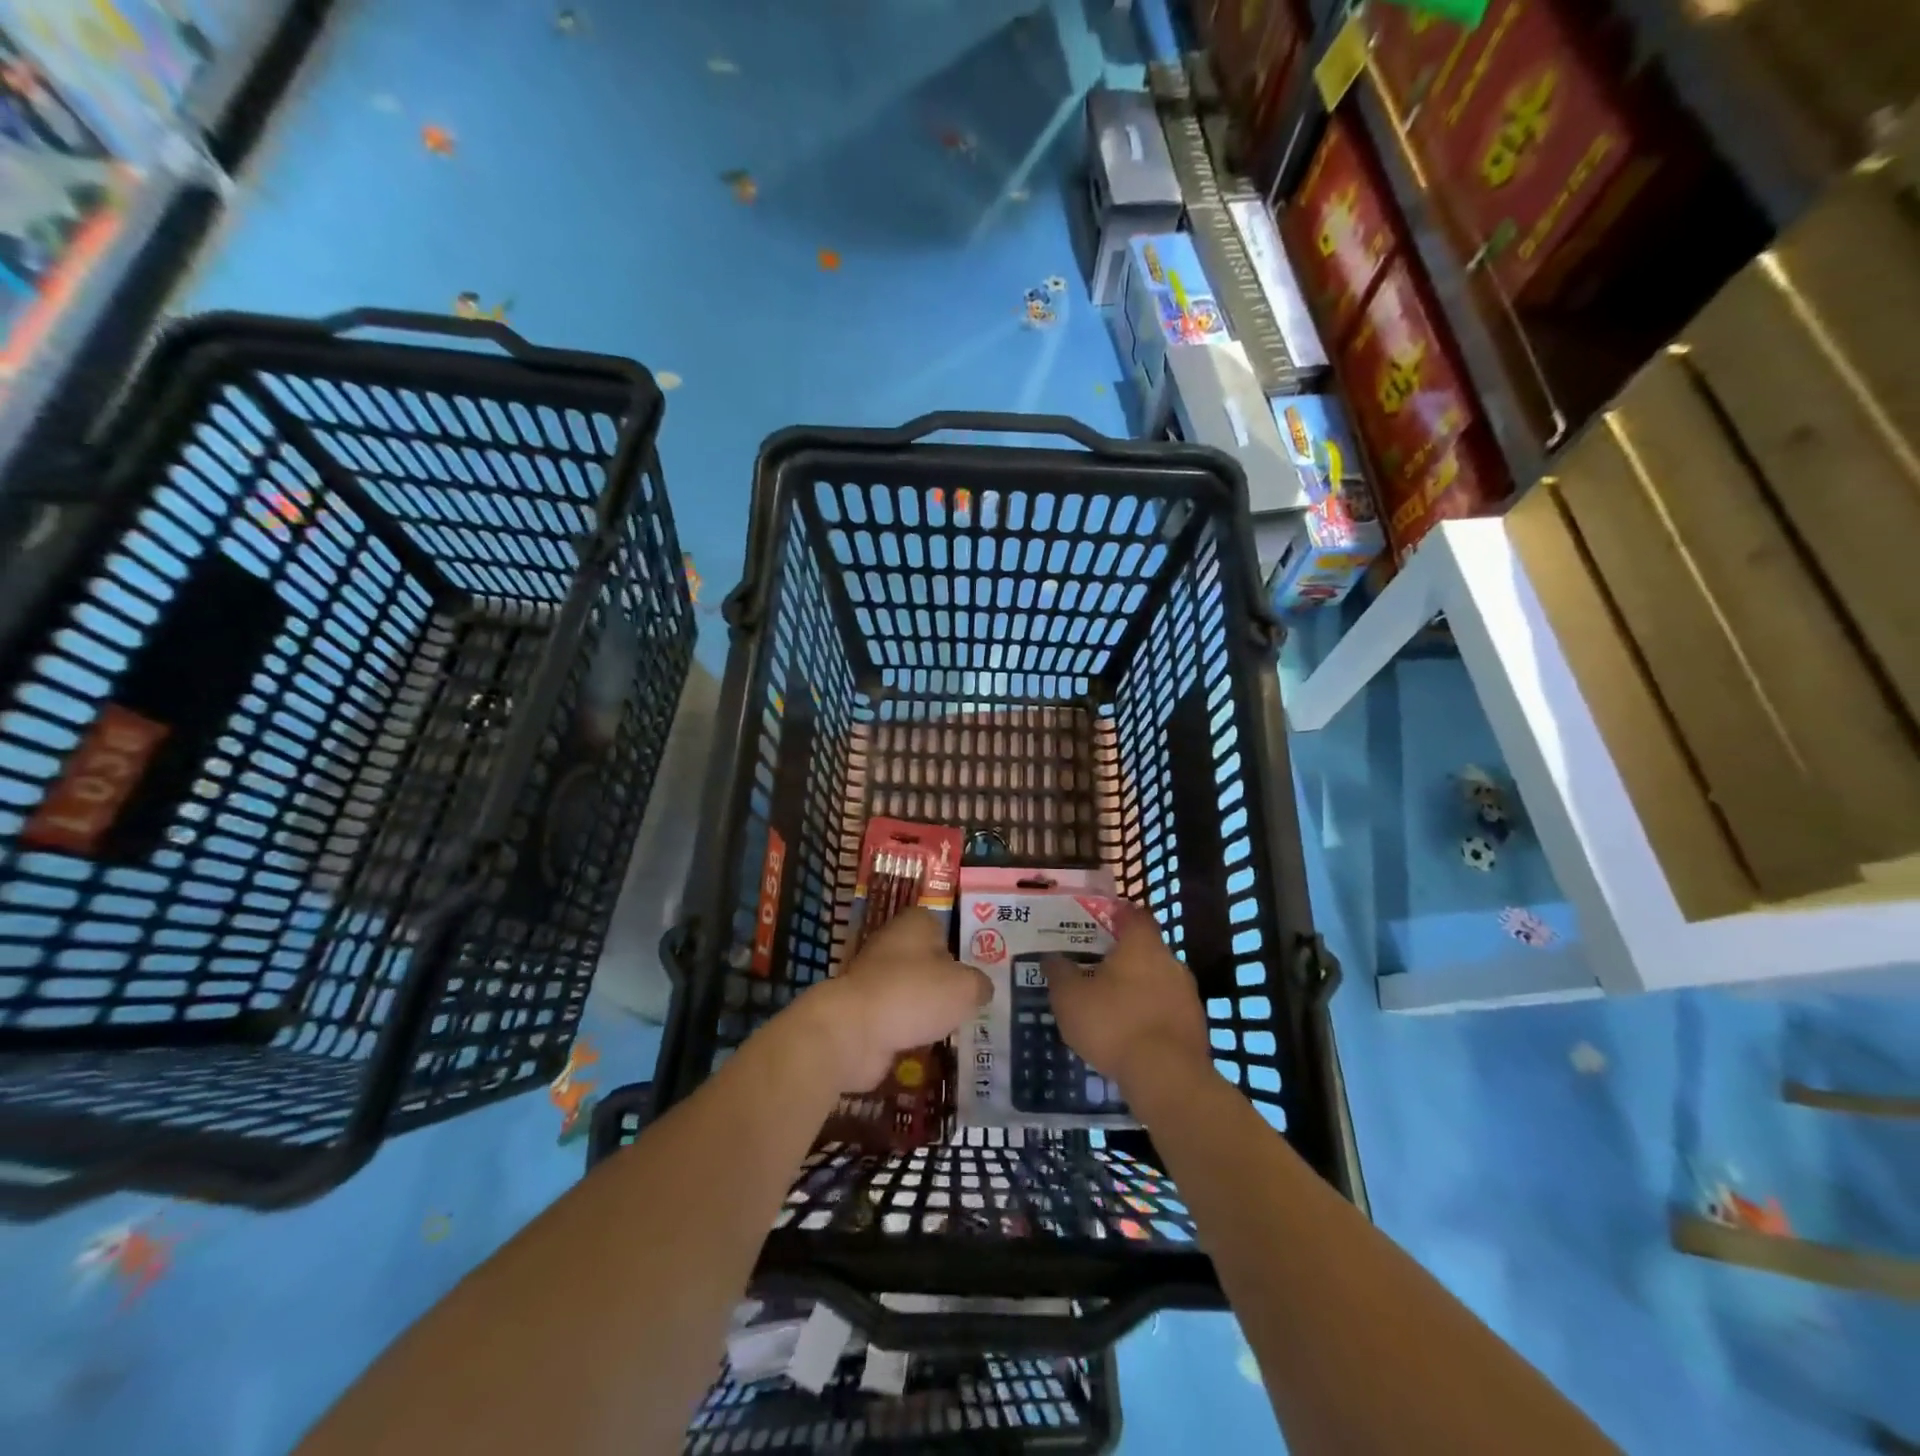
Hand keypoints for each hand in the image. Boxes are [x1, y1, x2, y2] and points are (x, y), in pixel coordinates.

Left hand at [801, 908, 990, 1093]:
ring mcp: (874, 977)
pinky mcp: (864, 1010)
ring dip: (927, 1008)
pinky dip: (909, 1030)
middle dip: (944, 980)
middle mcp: (892, 944)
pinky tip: (928, 1045)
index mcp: (915, 924)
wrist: (854, 1030)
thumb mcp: (965, 988)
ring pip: (911, 990)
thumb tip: (981, 988)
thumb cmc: (914, 994)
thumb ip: (979, 985)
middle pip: (926, 960)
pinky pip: (896, 1017)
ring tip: (954, 1027)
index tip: (976, 969)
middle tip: (971, 1002)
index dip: (960, 946)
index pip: (942, 926)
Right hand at [1044, 905, 1210, 1097]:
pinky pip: (1167, 1009)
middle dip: (1124, 956)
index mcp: (1141, 944)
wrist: (1167, 1077)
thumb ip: (1059, 972)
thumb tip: (1051, 957)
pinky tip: (1131, 1032)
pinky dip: (1150, 1014)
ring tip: (1111, 1004)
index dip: (1116, 915)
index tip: (1098, 923)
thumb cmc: (1113, 1023)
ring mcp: (1187, 994)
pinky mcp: (1196, 1025)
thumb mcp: (1070, 998)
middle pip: (1146, 947)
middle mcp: (1170, 960)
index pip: (1133, 914)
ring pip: (1158, 979)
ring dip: (1138, 987)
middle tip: (1097, 967)